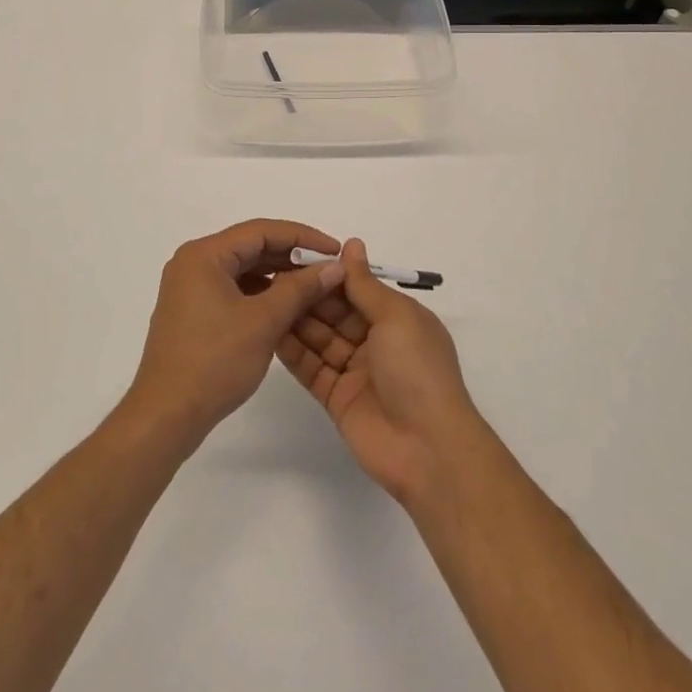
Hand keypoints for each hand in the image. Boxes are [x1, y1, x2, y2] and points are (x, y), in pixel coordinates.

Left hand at [126, 219, 344, 449]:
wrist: (165, 416)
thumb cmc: (214, 362)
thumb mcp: (263, 322)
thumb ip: (300, 289)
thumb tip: (334, 266)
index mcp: (204, 255)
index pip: (261, 231)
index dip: (303, 237)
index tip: (335, 250)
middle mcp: (194, 263)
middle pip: (251, 247)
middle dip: (292, 257)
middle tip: (328, 269)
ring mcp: (190, 289)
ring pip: (244, 270)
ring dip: (278, 276)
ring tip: (313, 288)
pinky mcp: (193, 312)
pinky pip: (234, 289)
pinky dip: (261, 294)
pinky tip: (286, 307)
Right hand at [277, 238, 483, 503]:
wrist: (426, 448)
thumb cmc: (417, 370)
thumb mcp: (396, 317)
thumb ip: (365, 284)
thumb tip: (352, 244)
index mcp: (397, 318)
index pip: (358, 289)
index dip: (331, 274)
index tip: (298, 258)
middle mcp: (376, 341)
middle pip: (336, 312)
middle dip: (309, 295)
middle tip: (273, 277)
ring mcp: (355, 370)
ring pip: (320, 338)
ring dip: (297, 320)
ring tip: (265, 299)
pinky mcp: (336, 397)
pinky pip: (311, 368)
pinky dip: (293, 352)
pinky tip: (269, 332)